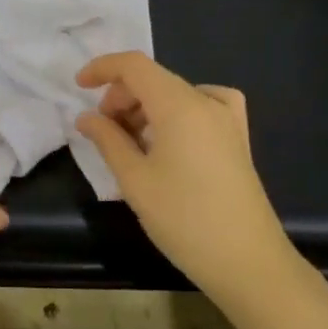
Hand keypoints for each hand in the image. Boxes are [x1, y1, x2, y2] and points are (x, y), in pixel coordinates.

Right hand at [74, 52, 300, 308]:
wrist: (248, 262)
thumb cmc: (184, 219)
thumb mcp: (135, 180)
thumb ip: (107, 140)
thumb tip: (86, 117)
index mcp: (180, 105)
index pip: (134, 66)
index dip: (103, 68)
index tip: (79, 87)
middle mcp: (206, 102)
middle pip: (154, 79)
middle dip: (122, 96)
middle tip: (103, 130)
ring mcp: (227, 119)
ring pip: (175, 94)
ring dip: (145, 108)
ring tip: (130, 144)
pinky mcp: (237, 138)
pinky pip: (201, 107)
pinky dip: (175, 113)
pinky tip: (170, 138)